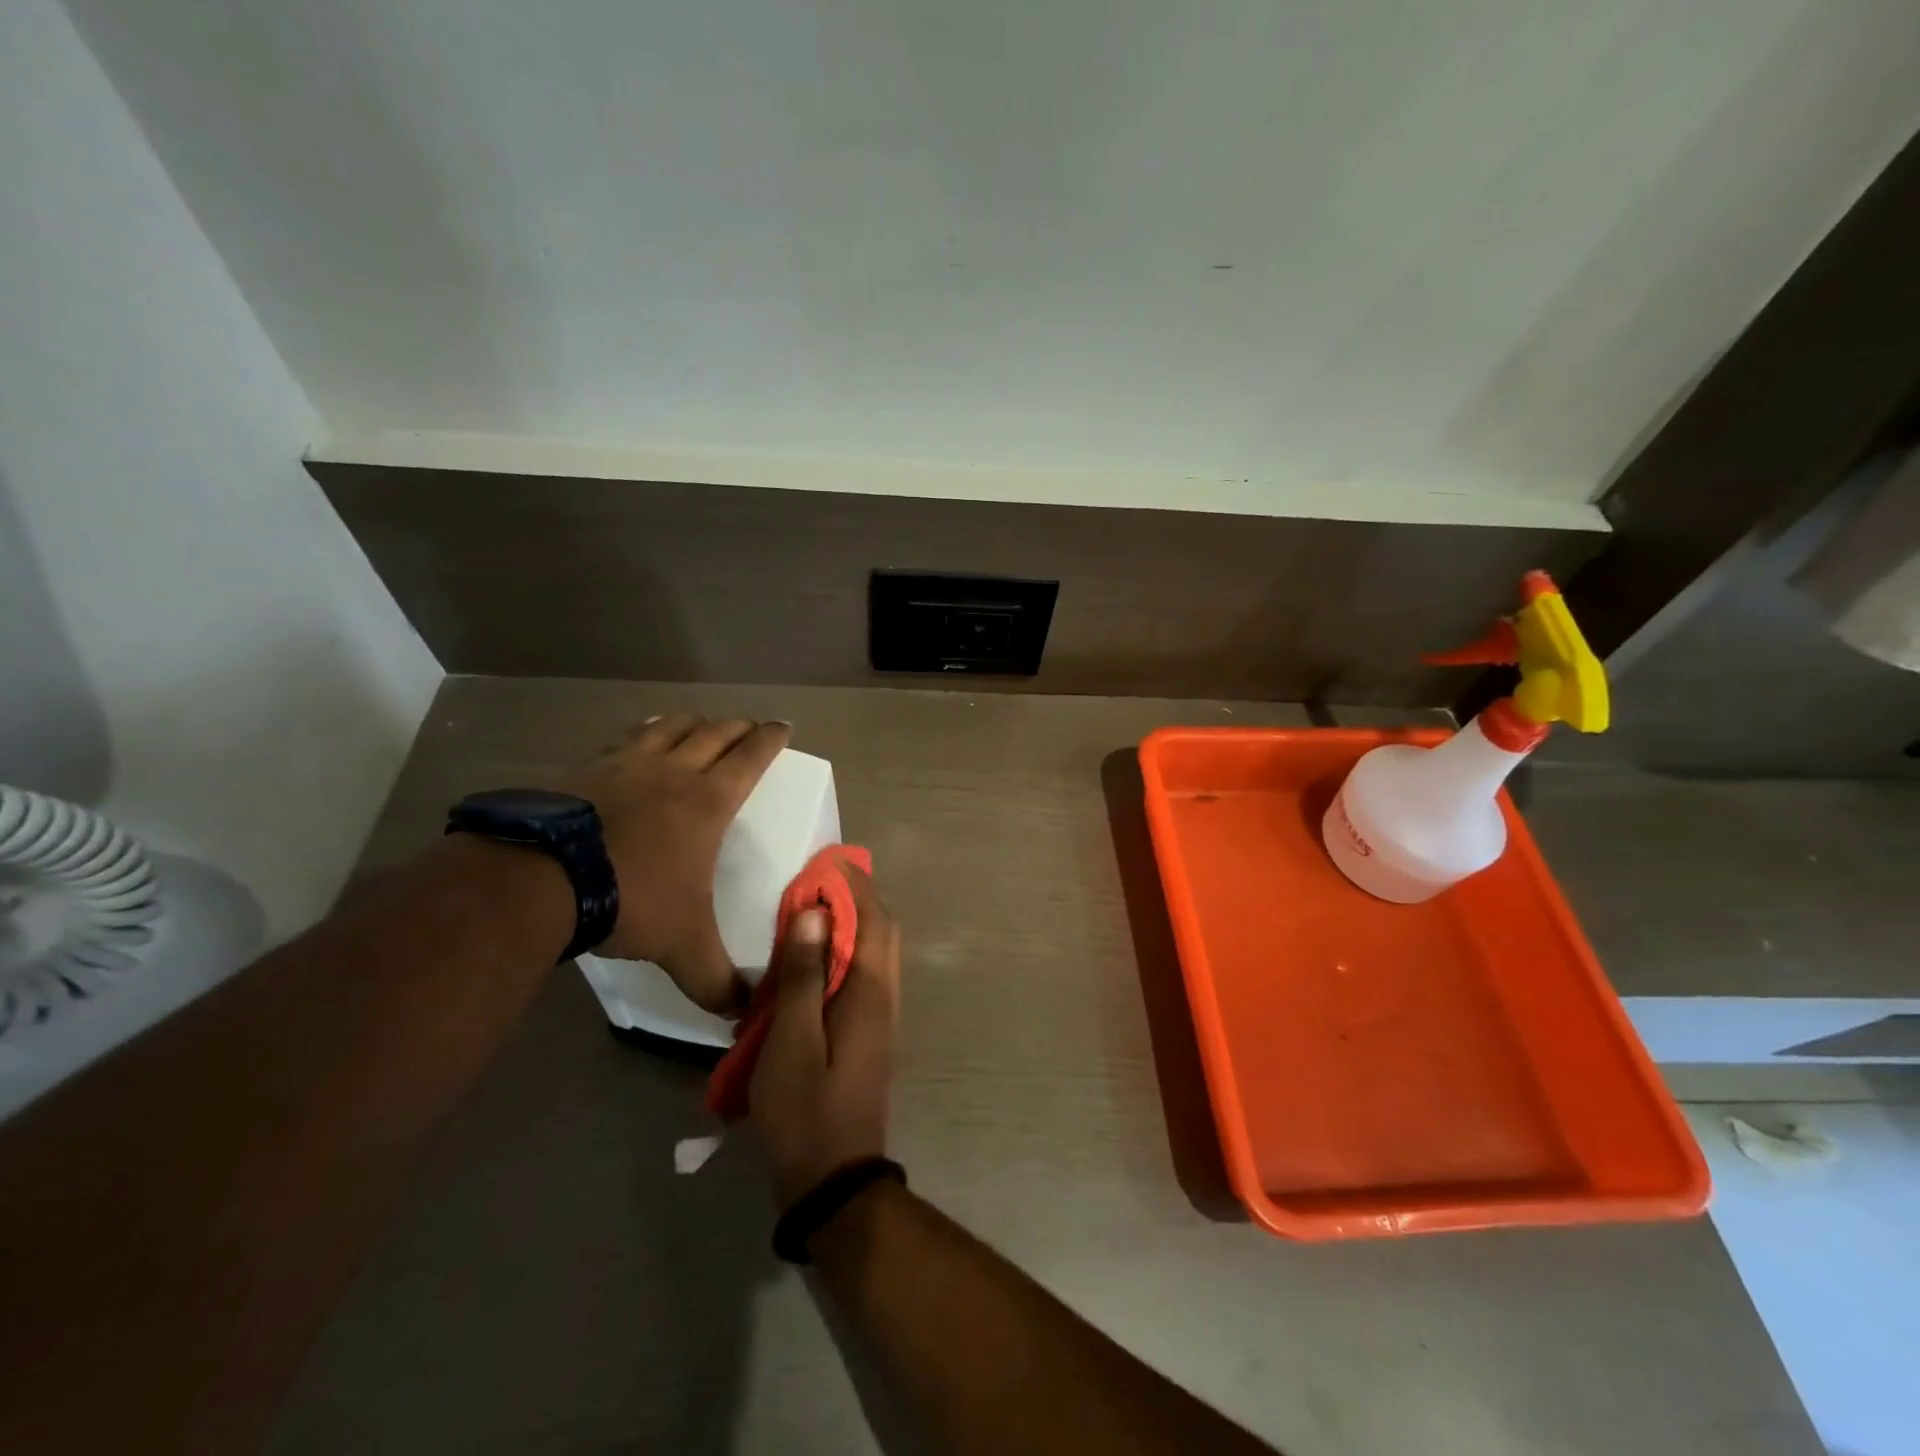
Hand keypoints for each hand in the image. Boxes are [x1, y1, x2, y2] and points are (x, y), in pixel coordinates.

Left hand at [564, 715, 790, 1013]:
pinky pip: (623, 739)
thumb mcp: (682, 947)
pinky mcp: (585, 769)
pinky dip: (641, 733)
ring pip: (669, 727)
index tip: (783, 727)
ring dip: (691, 723)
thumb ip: (716, 981)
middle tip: (748, 728)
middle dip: (737, 727)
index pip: (750, 757)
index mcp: (707, 802)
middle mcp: (672, 772)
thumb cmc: (631, 900)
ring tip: (698, 725)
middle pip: (714, 733)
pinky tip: (636, 741)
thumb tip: (745, 1014)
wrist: (541, 880)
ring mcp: (625, 765)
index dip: (770, 739)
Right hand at [750, 864, 900, 1208]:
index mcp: (871, 993)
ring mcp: (882, 1017)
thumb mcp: (791, 1043)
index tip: (823, 862)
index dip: (852, 886)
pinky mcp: (870, 1034)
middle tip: (816, 882)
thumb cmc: (806, 1112)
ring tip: (810, 913)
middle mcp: (886, 997)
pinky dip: (846, 953)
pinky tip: (813, 962)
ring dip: (851, 924)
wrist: (835, 1182)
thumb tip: (812, 914)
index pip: (873, 920)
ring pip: (876, 952)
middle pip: (882, 930)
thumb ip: (803, 977)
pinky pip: (865, 976)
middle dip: (856, 898)